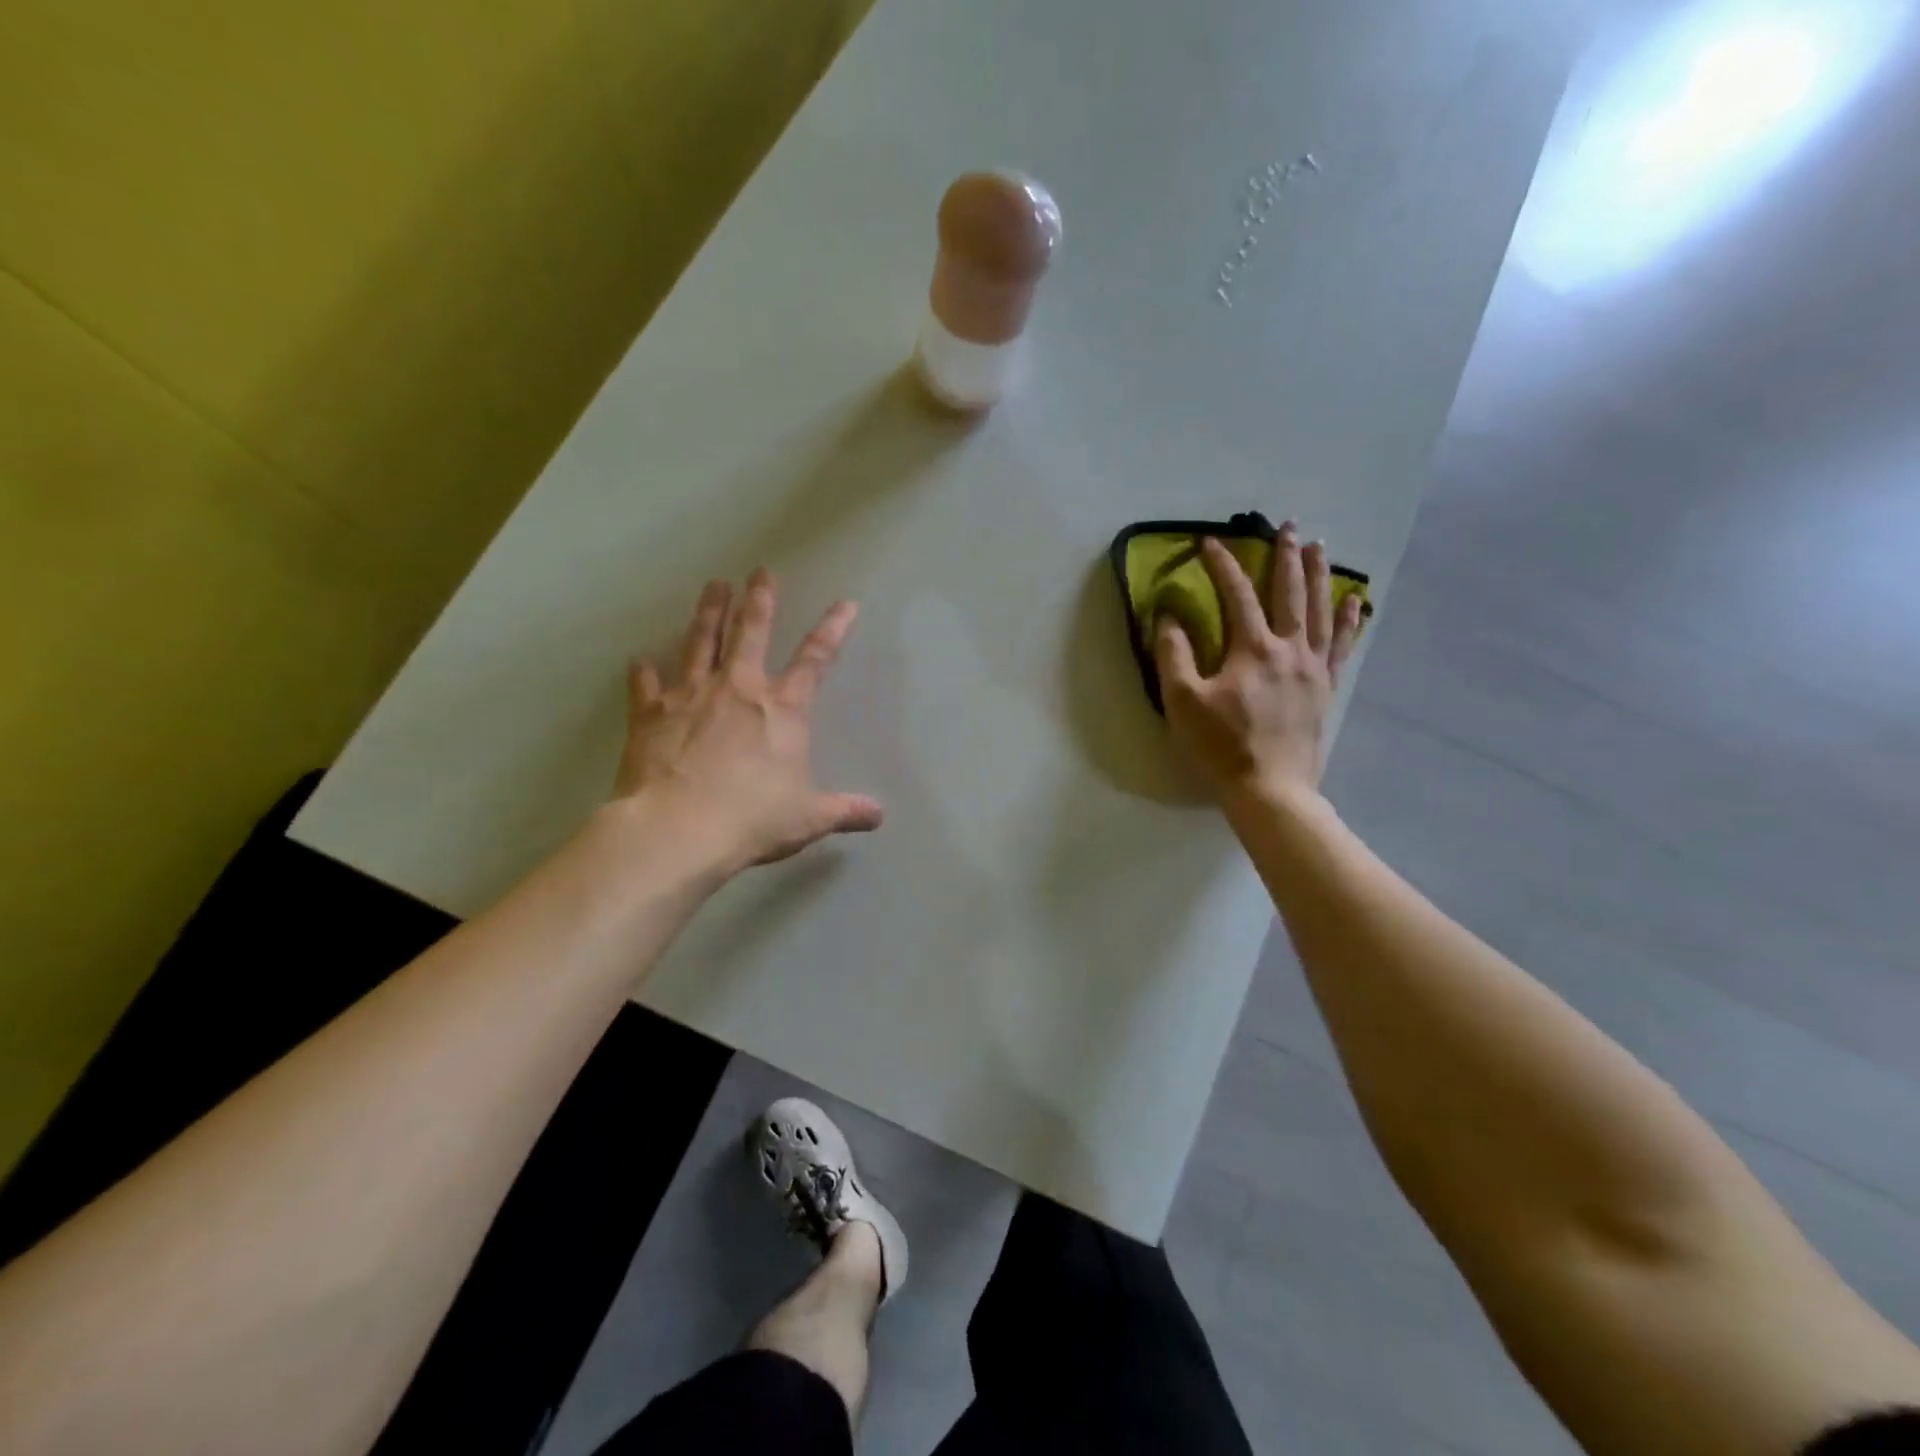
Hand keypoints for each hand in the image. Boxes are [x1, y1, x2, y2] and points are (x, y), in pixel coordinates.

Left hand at [615, 569, 882, 873]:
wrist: (678, 829)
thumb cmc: (753, 819)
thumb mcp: (809, 817)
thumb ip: (845, 810)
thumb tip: (878, 816)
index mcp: (782, 708)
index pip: (815, 659)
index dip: (833, 629)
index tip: (845, 603)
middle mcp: (738, 688)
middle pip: (751, 632)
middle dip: (760, 599)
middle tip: (761, 570)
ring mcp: (691, 695)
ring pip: (700, 642)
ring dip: (708, 612)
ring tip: (713, 586)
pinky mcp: (650, 714)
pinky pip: (646, 685)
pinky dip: (643, 671)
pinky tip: (639, 659)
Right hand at [1153, 525, 1362, 805]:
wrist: (1270, 789)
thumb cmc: (1221, 746)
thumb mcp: (1183, 702)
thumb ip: (1174, 655)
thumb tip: (1170, 616)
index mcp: (1252, 649)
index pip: (1236, 594)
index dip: (1222, 565)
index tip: (1208, 542)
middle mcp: (1289, 648)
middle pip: (1289, 592)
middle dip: (1286, 556)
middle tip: (1288, 526)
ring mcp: (1313, 668)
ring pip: (1320, 610)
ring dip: (1320, 575)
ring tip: (1320, 547)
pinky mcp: (1325, 688)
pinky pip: (1341, 645)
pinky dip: (1349, 619)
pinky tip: (1355, 601)